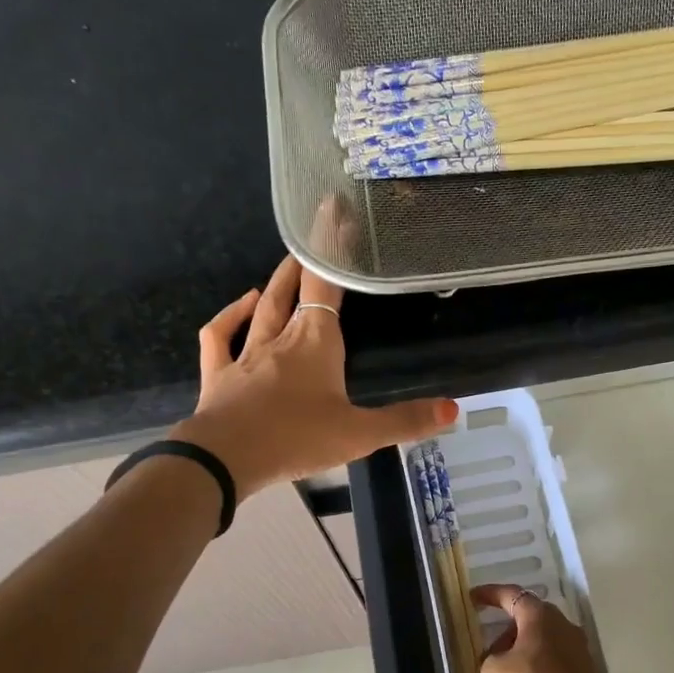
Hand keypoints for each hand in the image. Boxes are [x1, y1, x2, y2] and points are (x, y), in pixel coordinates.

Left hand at [174, 201, 458, 495]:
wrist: (225, 458)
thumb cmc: (296, 439)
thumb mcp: (359, 435)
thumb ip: (404, 421)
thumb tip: (454, 410)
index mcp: (315, 343)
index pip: (326, 284)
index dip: (332, 248)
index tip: (336, 214)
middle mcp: (280, 338)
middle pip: (293, 289)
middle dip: (306, 260)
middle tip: (314, 235)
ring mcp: (246, 354)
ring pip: (262, 308)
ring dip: (274, 284)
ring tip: (286, 266)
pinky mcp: (220, 374)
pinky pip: (220, 336)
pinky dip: (230, 315)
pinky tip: (242, 305)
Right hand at [473, 584, 629, 672]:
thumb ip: (489, 658)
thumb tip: (499, 658)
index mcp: (540, 616)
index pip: (511, 594)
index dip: (489, 594)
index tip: (472, 599)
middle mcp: (563, 625)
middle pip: (529, 618)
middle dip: (506, 631)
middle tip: (487, 650)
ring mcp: (578, 649)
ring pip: (542, 641)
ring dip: (521, 652)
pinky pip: (553, 662)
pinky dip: (536, 669)